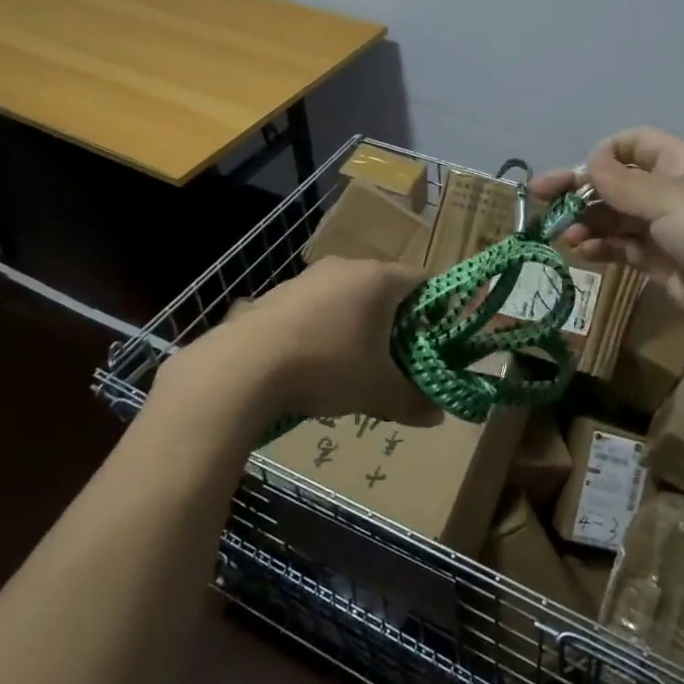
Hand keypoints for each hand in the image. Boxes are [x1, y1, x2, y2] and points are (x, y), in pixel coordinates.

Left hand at [160, 258, 440, 432]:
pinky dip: (325, 327)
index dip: (436, 310)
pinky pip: (317, 305)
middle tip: (398, 359)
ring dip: (358, 324)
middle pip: (385, 288)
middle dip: (396, 322)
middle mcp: (347, 266)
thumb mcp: (377, 391)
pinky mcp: (280, 292)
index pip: (424, 281)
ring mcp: (310, 276)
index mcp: (380, 279)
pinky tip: (314, 361)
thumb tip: (437, 416)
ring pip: (349, 296)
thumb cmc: (327, 366)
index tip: (435, 341)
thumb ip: (412, 401)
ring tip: (354, 364)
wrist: (245, 366)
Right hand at [532, 127, 683, 347]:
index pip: (635, 144)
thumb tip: (590, 160)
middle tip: (539, 197)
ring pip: (617, 217)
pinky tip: (582, 252)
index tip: (581, 172)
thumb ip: (621, 182)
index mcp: (682, 164)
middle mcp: (673, 191)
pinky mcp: (663, 261)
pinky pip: (624, 247)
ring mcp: (668, 228)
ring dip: (588, 222)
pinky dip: (602, 247)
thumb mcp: (667, 199)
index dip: (605, 153)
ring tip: (564, 234)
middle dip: (580, 189)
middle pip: (618, 182)